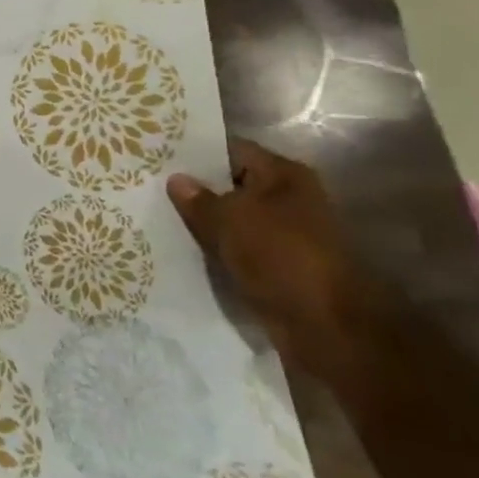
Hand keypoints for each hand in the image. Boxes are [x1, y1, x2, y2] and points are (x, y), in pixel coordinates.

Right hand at [167, 140, 375, 373]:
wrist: (327, 327)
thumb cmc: (280, 256)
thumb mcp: (229, 220)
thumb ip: (198, 199)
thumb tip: (176, 180)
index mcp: (284, 174)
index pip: (231, 150)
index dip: (196, 153)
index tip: (158, 156)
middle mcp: (289, 198)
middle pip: (232, 185)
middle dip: (196, 189)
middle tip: (151, 186)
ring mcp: (286, 234)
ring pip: (234, 220)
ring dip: (205, 223)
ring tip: (159, 216)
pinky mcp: (280, 267)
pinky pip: (239, 249)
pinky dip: (217, 250)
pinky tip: (182, 248)